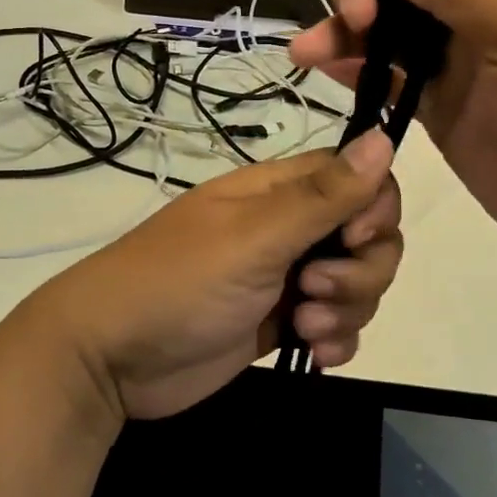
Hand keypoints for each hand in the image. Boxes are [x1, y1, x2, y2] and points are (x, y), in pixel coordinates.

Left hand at [22, 131, 402, 420]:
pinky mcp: (280, 323)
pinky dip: (336, 340)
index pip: (357, 178)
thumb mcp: (254, 237)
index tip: (355, 239)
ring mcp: (285, 278)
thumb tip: (385, 137)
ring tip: (304, 327)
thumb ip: (322, 195)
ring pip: (356, 283)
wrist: (111, 359)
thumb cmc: (179, 284)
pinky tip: (313, 354)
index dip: (373, 208)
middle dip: (362, 269)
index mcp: (279, 192)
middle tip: (315, 288)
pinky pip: (336, 325)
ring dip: (347, 309)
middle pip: (368, 235)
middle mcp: (288, 229)